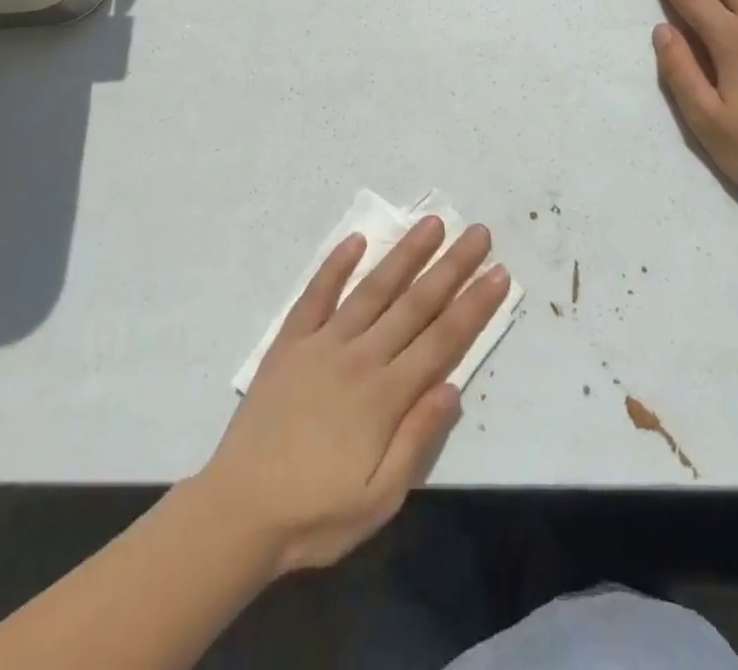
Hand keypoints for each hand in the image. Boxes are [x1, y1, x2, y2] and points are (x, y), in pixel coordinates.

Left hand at [199, 217, 510, 575]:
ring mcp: (322, 343)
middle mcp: (360, 357)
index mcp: (385, 395)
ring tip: (430, 223)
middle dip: (451, 266)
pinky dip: (335, 265)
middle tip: (477, 232)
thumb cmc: (316, 513)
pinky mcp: (290, 341)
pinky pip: (316, 294)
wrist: (239, 511)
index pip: (442, 340)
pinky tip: (355, 239)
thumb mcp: (380, 499)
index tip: (498, 273)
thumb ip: (418, 439)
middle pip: (415, 304)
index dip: (474, 305)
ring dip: (404, 254)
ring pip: (373, 289)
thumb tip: (454, 387)